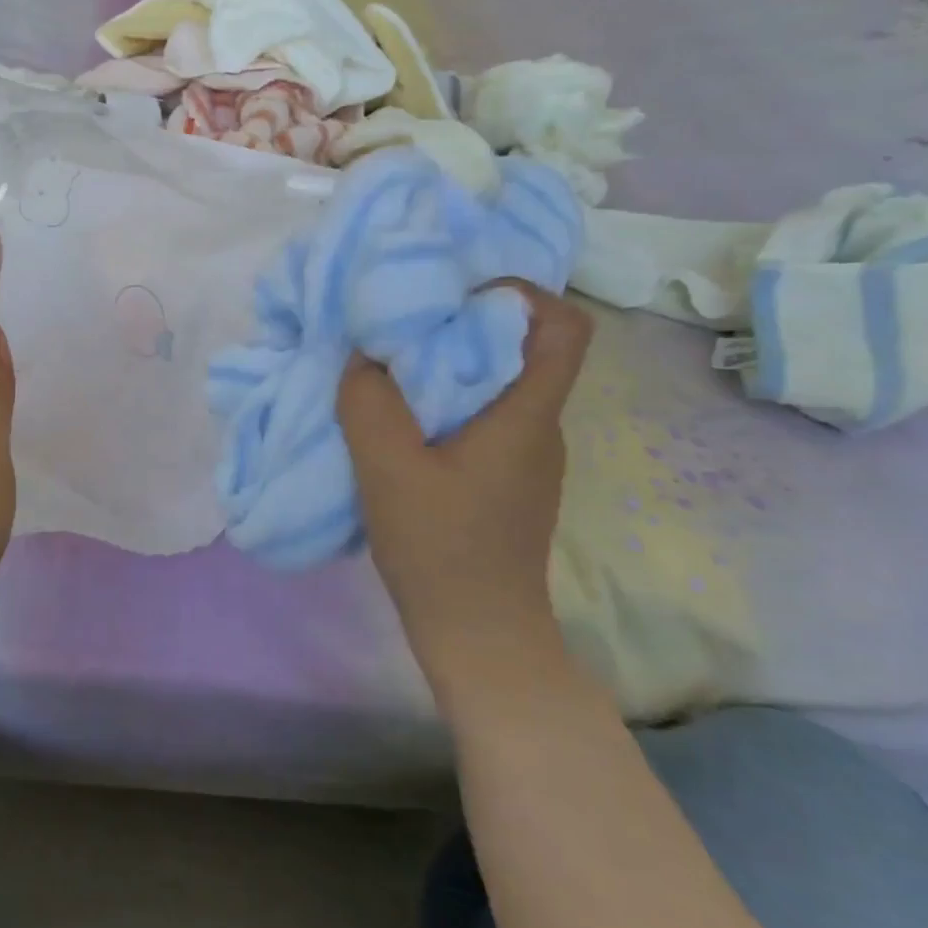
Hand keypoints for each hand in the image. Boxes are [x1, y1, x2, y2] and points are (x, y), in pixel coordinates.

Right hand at [337, 282, 590, 693]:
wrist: (477, 636)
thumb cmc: (441, 548)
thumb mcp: (388, 469)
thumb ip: (368, 403)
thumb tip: (363, 357)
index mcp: (527, 416)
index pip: (564, 328)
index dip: (521, 293)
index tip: (457, 292)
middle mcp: (537, 427)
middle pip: (522, 350)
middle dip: (464, 324)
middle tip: (401, 323)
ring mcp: (524, 458)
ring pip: (496, 386)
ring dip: (447, 367)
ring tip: (390, 368)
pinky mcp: (503, 481)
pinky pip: (480, 419)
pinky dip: (442, 403)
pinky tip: (399, 422)